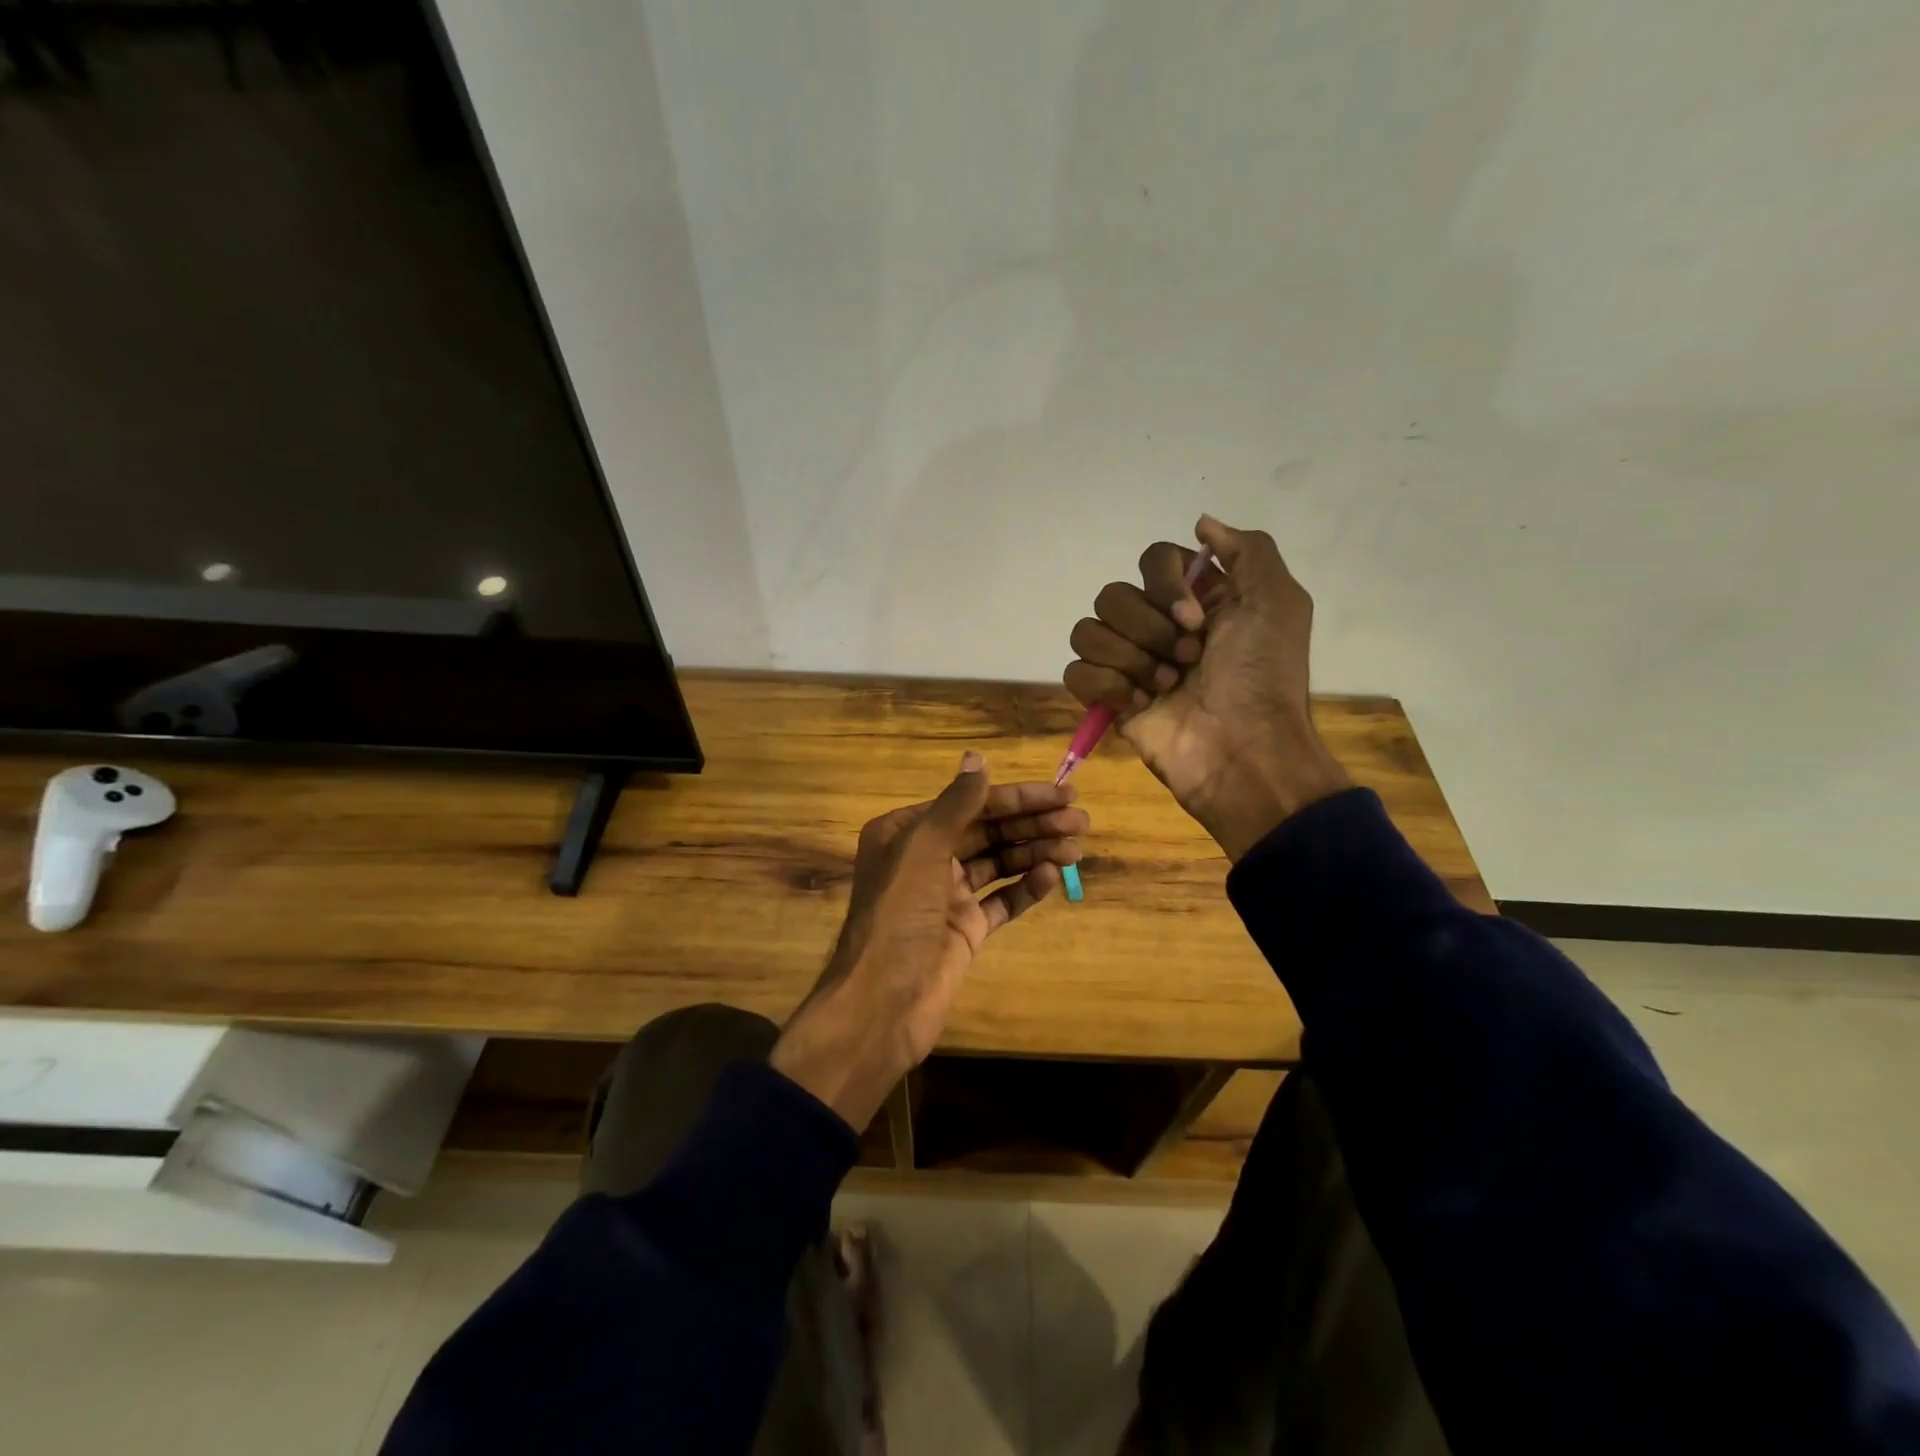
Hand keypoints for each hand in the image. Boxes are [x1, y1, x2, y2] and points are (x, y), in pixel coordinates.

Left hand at [770, 753, 1087, 1128]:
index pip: (971, 804)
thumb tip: (977, 757)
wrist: (883, 1002)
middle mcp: (926, 858)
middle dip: (1034, 824)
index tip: (1063, 794)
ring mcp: (946, 896)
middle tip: (1082, 823)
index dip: (1018, 798)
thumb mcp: (923, 849)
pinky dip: (1025, 888)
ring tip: (1076, 849)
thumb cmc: (898, 915)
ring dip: (1035, 853)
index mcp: (907, 832)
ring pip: (998, 864)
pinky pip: (1001, 901)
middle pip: (988, 832)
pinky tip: (1051, 876)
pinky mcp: (964, 929)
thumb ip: (955, 803)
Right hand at [1063, 514, 1349, 860]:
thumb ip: (1246, 550)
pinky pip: (1076, 672)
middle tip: (1188, 660)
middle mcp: (1158, 625)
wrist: (1243, 751)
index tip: (1194, 619)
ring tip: (1166, 688)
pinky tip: (1140, 705)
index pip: (1152, 559)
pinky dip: (1106, 686)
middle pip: (1113, 595)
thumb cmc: (1263, 677)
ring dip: (1130, 659)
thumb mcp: (1278, 601)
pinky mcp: (1109, 699)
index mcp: (1196, 599)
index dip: (1166, 585)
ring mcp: (1130, 663)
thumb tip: (1201, 523)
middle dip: (1149, 630)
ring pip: (1088, 630)